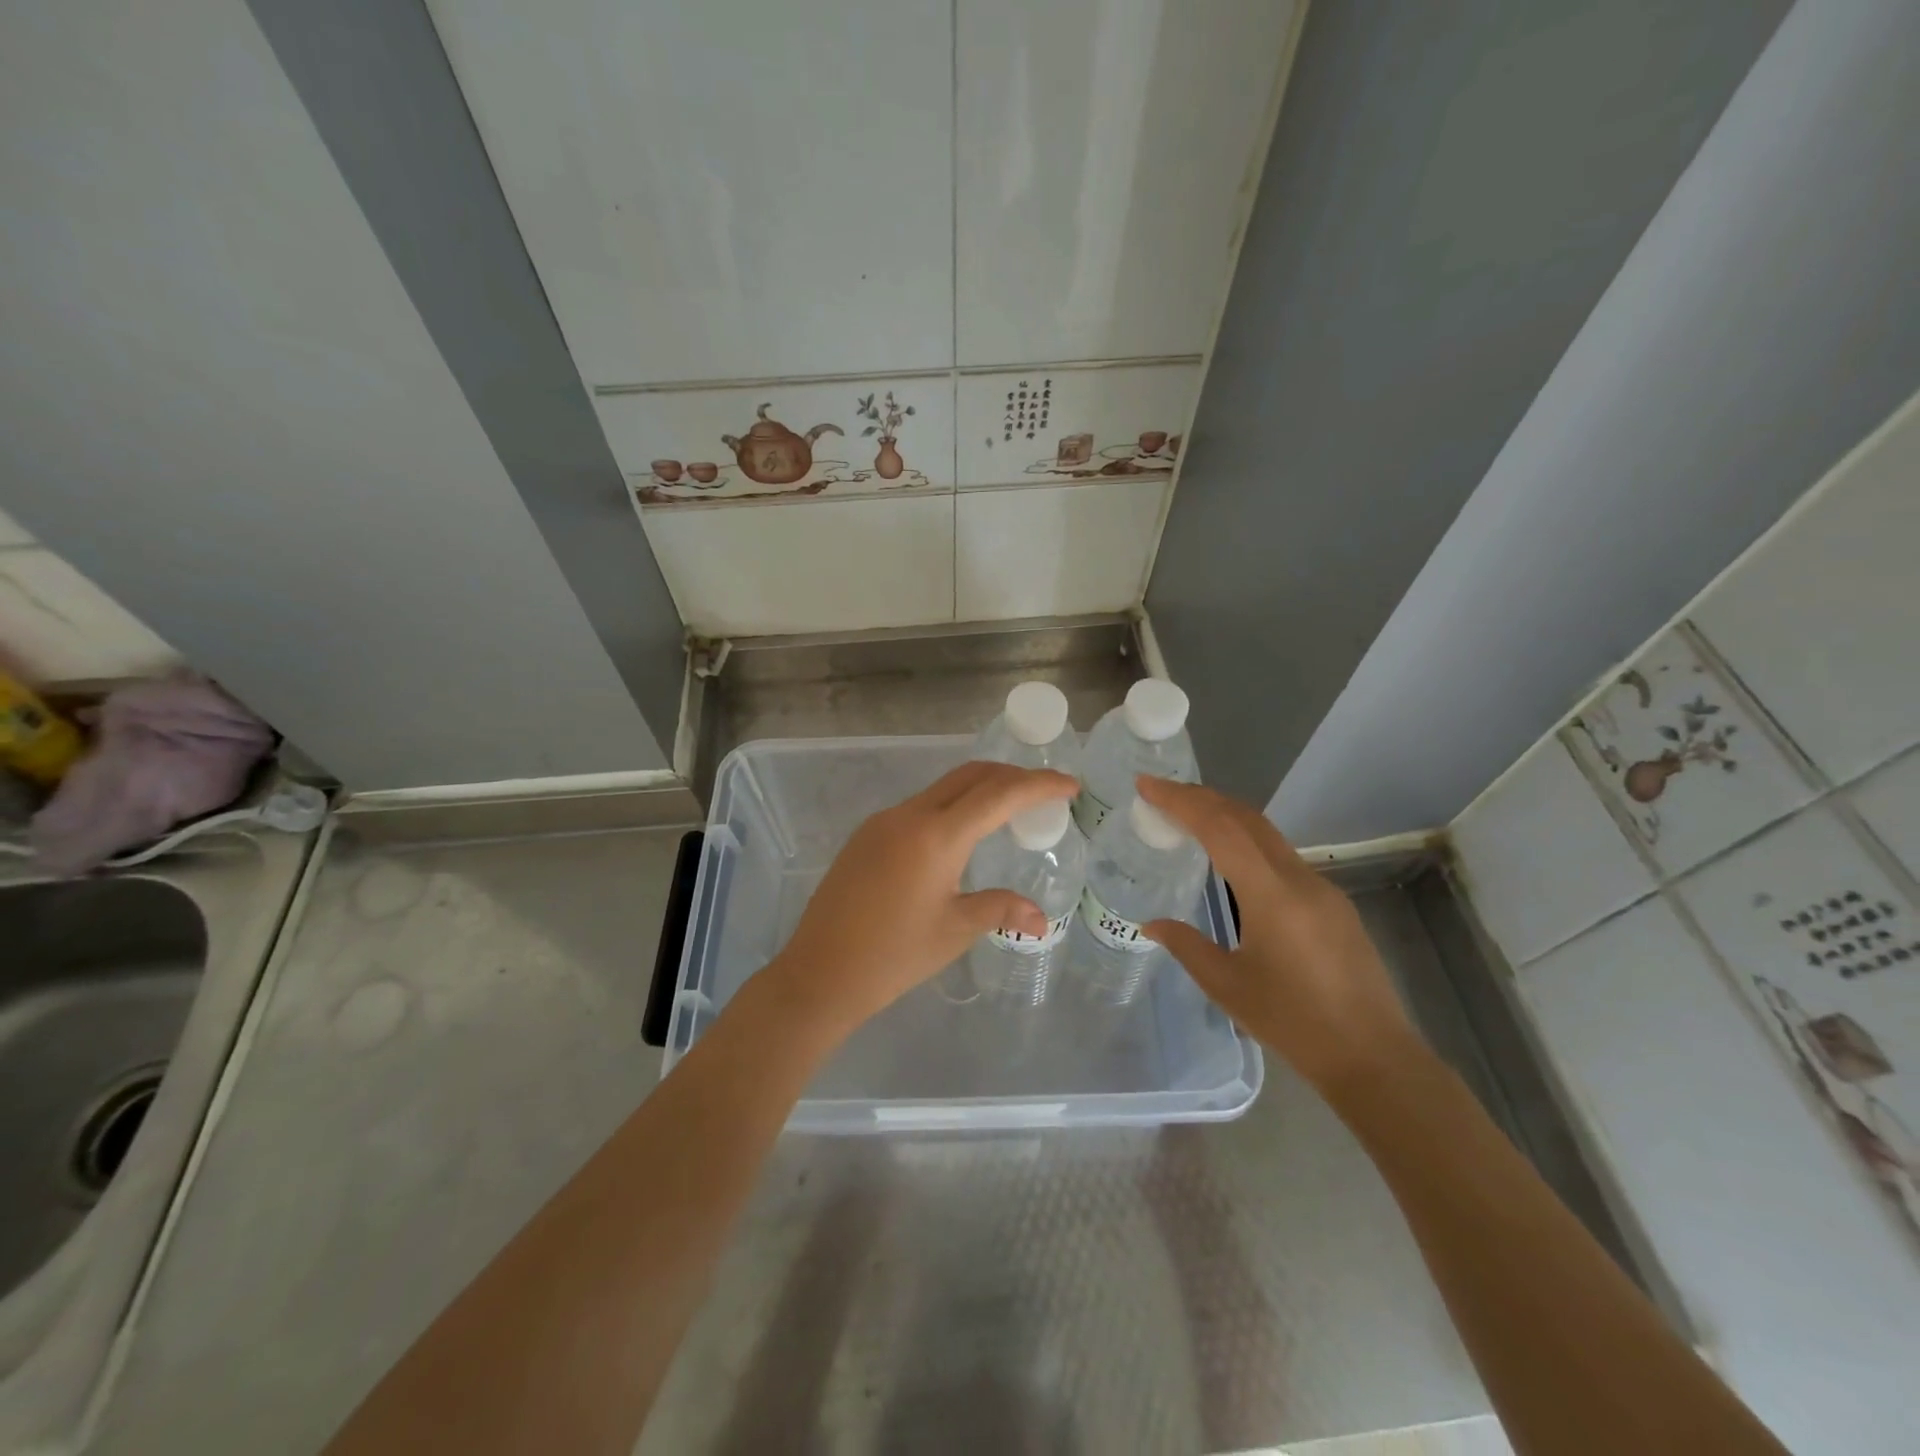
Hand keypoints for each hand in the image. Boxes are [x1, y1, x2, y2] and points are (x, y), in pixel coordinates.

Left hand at [767, 761, 1078, 1033]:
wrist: (819, 974)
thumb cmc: (893, 957)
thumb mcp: (954, 931)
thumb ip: (1000, 910)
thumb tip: (1041, 919)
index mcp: (936, 836)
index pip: (999, 794)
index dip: (1039, 785)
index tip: (1070, 785)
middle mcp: (909, 816)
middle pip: (969, 776)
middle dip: (1011, 776)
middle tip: (1043, 793)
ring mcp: (882, 822)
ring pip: (942, 788)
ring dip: (980, 790)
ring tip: (1009, 811)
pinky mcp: (867, 836)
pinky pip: (919, 807)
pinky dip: (951, 807)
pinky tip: (961, 834)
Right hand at [1136, 777, 1421, 1095]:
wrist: (1373, 1057)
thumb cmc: (1293, 1023)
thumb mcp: (1227, 986)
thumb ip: (1186, 946)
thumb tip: (1151, 924)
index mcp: (1271, 895)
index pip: (1220, 829)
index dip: (1180, 801)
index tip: (1146, 785)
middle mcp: (1300, 879)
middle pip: (1246, 818)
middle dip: (1201, 797)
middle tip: (1161, 792)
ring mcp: (1322, 888)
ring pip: (1267, 833)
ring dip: (1225, 816)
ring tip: (1187, 816)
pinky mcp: (1332, 903)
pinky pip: (1281, 856)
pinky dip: (1247, 841)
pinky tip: (1230, 859)